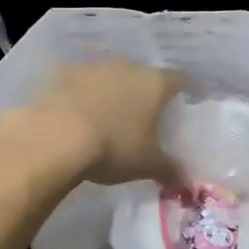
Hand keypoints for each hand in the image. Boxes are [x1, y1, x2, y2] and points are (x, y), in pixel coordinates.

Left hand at [13, 60, 183, 185]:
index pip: (182, 80)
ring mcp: (93, 67)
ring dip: (115, 92)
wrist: (54, 138)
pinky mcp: (62, 74)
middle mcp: (127, 67)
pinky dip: (84, 95)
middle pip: (145, 76)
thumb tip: (186, 181)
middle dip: (148, 93)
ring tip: (113, 114)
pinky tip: (79, 114)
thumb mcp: (147, 164)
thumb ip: (170, 169)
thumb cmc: (113, 147)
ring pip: (112, 77)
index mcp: (154, 84)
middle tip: (150, 114)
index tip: (194, 98)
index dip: (190, 89)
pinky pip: (81, 83)